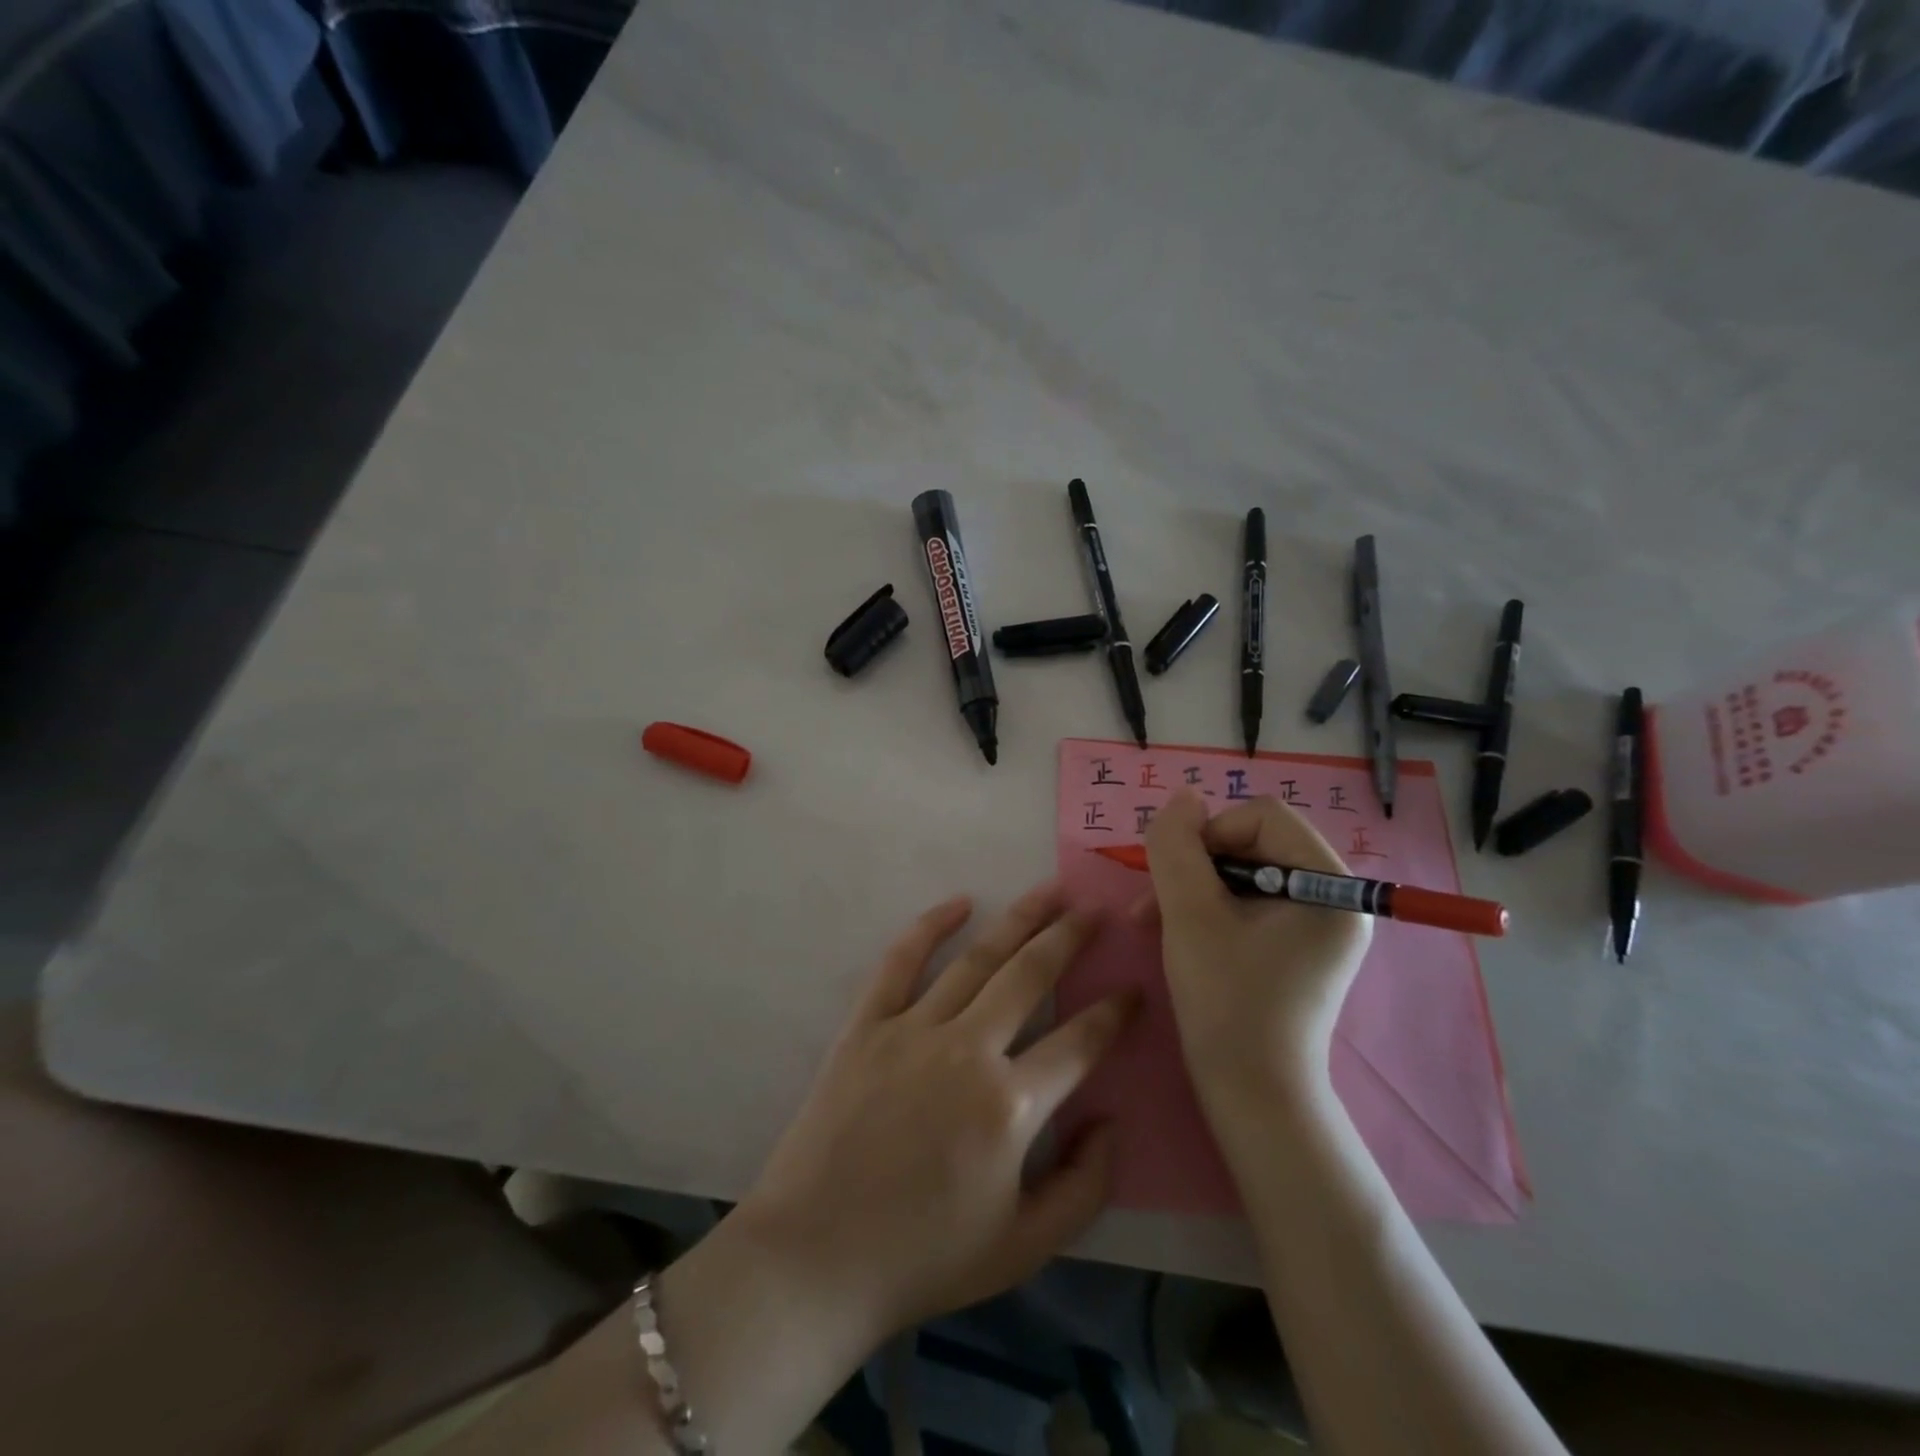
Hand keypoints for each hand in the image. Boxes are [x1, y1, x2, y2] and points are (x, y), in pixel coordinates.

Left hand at [732, 882, 1136, 1350]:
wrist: (815, 1258)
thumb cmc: (924, 1258)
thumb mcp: (1024, 1248)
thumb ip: (1085, 1188)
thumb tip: (1109, 1120)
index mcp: (1010, 1107)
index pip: (1080, 1042)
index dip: (1114, 1014)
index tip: (1134, 989)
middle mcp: (967, 1051)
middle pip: (1031, 976)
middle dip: (1070, 938)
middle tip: (1094, 910)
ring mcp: (913, 1030)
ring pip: (977, 958)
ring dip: (1018, 920)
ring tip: (1049, 892)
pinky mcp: (867, 1025)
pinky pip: (901, 962)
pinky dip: (930, 926)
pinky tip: (959, 903)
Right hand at [1141, 790, 1369, 1103]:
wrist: (1252, 1096)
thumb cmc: (1227, 1002)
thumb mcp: (1190, 915)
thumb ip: (1178, 847)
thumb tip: (1181, 797)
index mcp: (1331, 886)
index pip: (1264, 816)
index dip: (1212, 833)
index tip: (1177, 876)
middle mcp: (1335, 899)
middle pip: (1253, 842)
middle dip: (1196, 865)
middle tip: (1154, 901)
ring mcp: (1316, 926)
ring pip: (1243, 873)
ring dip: (1193, 888)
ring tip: (1150, 920)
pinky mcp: (1295, 948)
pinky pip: (1247, 903)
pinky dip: (1207, 910)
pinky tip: (1173, 932)